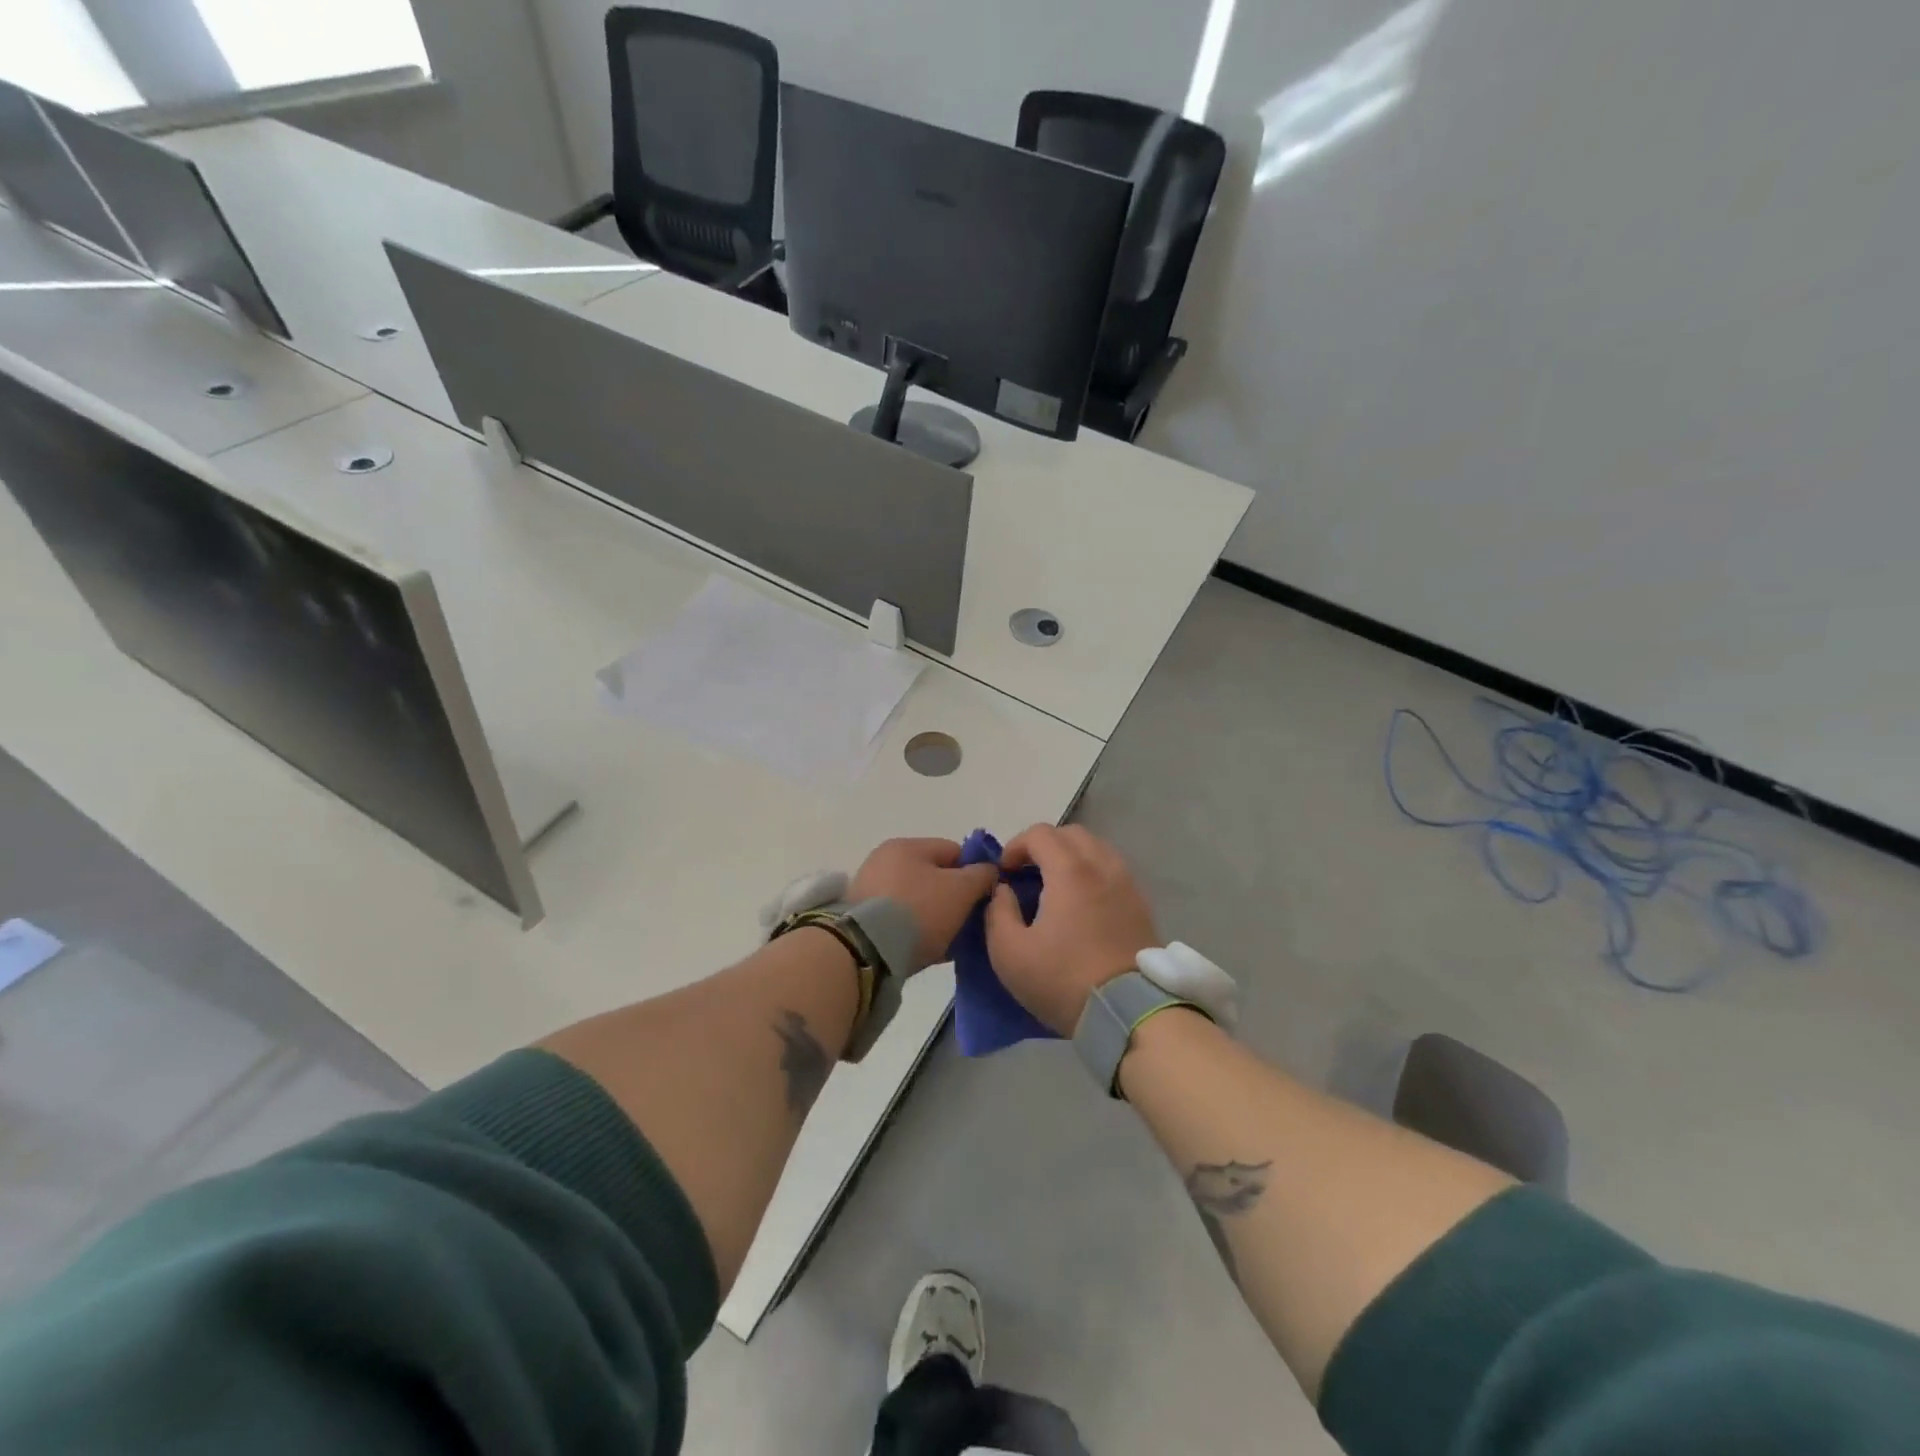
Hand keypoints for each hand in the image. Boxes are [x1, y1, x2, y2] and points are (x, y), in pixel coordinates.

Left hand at [850, 838, 998, 973]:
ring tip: (950, 942)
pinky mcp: (862, 919)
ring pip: (918, 900)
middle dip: (954, 898)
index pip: (954, 851)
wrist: (866, 951)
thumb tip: (989, 871)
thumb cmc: (919, 911)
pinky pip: (900, 920)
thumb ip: (982, 875)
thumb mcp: (961, 890)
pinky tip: (930, 950)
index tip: (984, 898)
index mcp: (907, 846)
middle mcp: (884, 861)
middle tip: (968, 923)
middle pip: (934, 876)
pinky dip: (916, 931)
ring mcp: (870, 890)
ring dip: (936, 917)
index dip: (975, 872)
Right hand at [985, 825, 1160, 1034]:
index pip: (1040, 833)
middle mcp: (1102, 866)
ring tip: (1055, 887)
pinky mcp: (1141, 904)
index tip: (1004, 873)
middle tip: (1028, 874)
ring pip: (1097, 848)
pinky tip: (1082, 903)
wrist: (1128, 1013)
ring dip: (1071, 857)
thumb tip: (1004, 890)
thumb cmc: (1063, 980)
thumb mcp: (1009, 953)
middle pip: (1071, 834)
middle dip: (1044, 846)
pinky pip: (1113, 870)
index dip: (1015, 846)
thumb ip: (998, 912)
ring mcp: (1127, 884)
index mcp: (1070, 871)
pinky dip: (1093, 873)